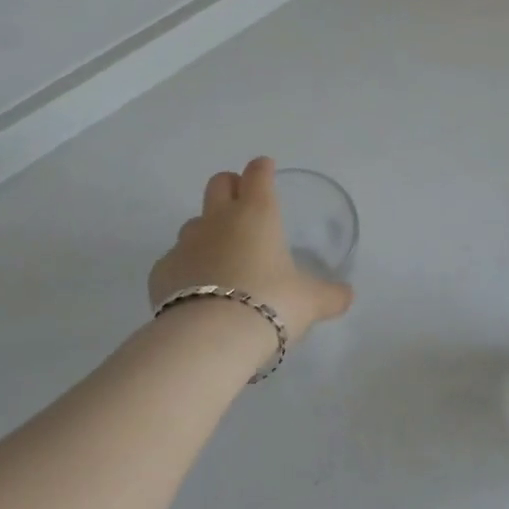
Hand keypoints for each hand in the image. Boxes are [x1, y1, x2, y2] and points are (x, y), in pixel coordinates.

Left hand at [148, 157, 354, 341]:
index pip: (258, 174)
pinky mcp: (162, 272)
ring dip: (207, 230)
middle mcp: (219, 219)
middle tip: (243, 203)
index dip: (263, 169)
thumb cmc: (270, 304)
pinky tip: (197, 291)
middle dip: (230, 186)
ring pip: (194, 222)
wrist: (209, 338)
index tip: (267, 170)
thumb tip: (347, 296)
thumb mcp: (310, 302)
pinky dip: (186, 269)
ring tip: (222, 257)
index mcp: (257, 214)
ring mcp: (185, 244)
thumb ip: (330, 295)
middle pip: (218, 183)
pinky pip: (175, 260)